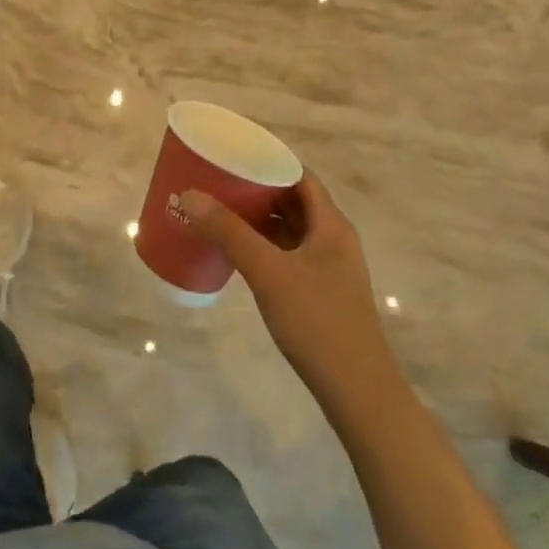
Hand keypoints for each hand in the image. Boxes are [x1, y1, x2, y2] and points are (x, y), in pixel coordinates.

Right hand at [178, 171, 397, 409]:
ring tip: (218, 211)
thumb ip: (229, 232)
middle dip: (256, 189)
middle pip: (292, 200)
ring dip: (257, 218)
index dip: (268, 160)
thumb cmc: (317, 323)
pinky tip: (236, 252)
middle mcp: (333, 239)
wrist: (358, 393)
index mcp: (330, 224)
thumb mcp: (268, 272)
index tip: (232, 155)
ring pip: (289, 228)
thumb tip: (190, 195)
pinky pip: (287, 253)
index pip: (299, 175)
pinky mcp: (320, 292)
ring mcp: (328, 267)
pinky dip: (263, 244)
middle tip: (216, 182)